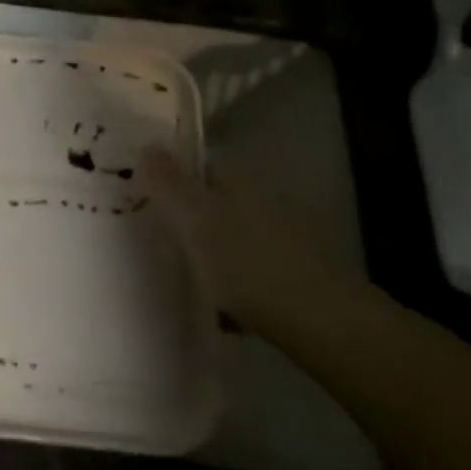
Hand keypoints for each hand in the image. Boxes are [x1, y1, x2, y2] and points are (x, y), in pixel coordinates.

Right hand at [141, 149, 360, 333]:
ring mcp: (284, 238)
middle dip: (188, 220)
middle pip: (214, 202)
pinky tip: (224, 313)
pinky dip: (234, 285)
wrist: (327, 324)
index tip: (143, 199)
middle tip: (158, 243)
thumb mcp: (195, 222)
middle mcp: (263, 201)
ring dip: (210, 254)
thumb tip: (146, 145)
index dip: (170, 178)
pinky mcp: (296, 275)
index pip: (198, 165)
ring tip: (187, 281)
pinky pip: (251, 272)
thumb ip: (167, 185)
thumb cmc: (249, 265)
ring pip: (232, 237)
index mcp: (239, 182)